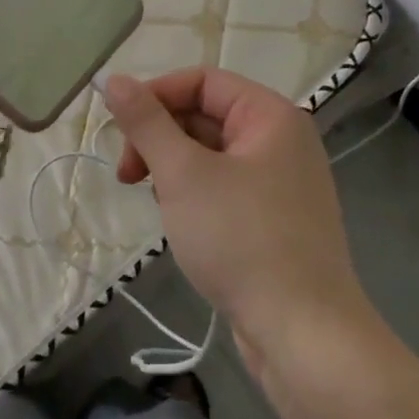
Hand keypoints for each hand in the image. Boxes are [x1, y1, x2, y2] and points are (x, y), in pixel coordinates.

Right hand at [107, 68, 375, 364]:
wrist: (305, 338)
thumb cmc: (242, 240)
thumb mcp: (183, 174)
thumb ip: (146, 122)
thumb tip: (113, 79)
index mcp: (270, 116)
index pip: (202, 80)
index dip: (155, 96)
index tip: (120, 129)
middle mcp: (281, 140)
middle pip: (205, 115)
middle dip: (160, 138)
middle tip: (127, 175)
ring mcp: (281, 182)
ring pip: (210, 153)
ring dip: (174, 169)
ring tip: (158, 203)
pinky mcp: (275, 219)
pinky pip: (224, 186)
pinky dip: (195, 194)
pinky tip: (181, 224)